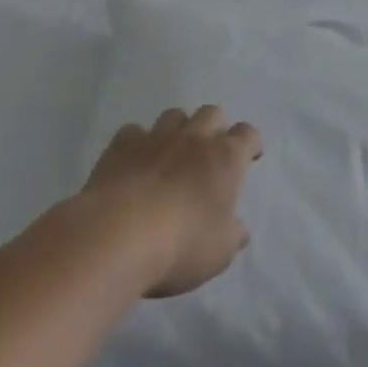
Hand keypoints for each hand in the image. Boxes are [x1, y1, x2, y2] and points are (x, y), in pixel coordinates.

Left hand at [79, 105, 261, 297]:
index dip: (249, 144)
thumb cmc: (181, 246)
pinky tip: (134, 162)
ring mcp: (156, 137)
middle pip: (212, 113)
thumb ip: (232, 235)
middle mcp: (194, 138)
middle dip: (215, 128)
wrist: (117, 237)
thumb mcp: (219, 253)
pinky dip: (137, 143)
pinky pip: (134, 131)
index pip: (247, 134)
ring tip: (172, 154)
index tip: (248, 158)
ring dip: (178, 130)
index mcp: (225, 158)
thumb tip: (239, 229)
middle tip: (209, 155)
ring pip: (174, 115)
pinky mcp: (122, 144)